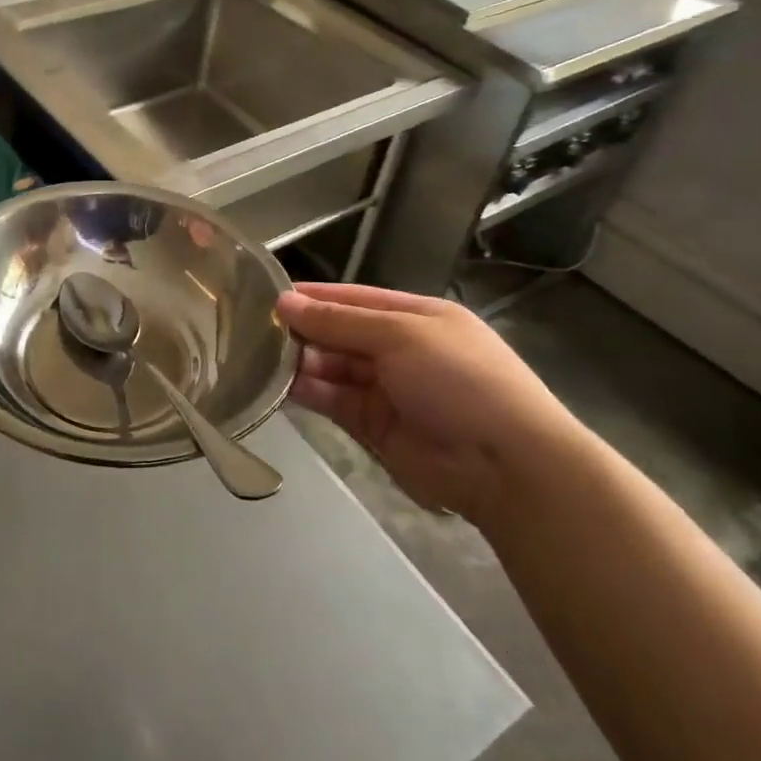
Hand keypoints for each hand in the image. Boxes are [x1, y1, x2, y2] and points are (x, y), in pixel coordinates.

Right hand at [276, 282, 582, 522]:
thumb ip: (339, 321)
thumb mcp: (401, 335)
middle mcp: (399, 349)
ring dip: (301, 361)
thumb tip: (285, 301)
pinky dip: (309, 391)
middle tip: (253, 329)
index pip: (354, 298)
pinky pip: (334, 400)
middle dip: (303, 330)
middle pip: (340, 333)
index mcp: (416, 316)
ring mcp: (386, 389)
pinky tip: (280, 384)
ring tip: (259, 356)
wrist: (506, 465)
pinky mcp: (374, 426)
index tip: (269, 295)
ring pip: (332, 367)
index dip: (314, 296)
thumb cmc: (459, 379)